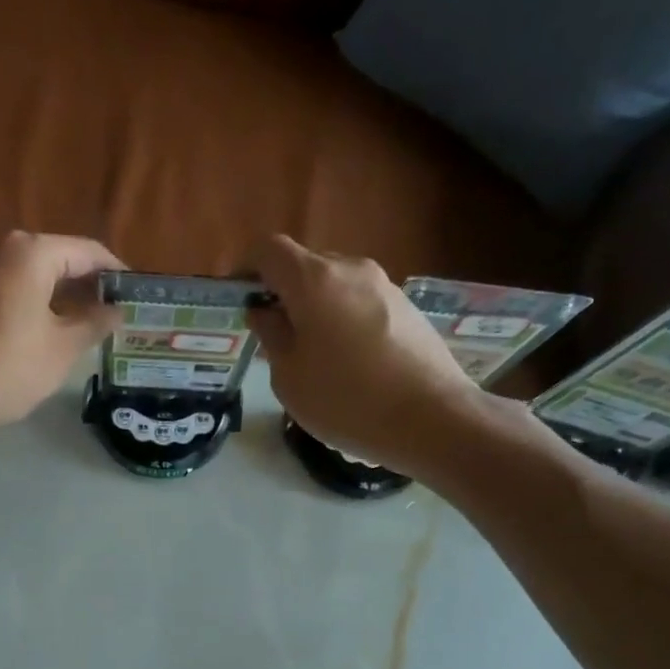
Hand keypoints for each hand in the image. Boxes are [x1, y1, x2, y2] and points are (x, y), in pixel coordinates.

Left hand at [0, 231, 122, 433]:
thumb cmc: (9, 366)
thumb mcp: (63, 348)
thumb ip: (94, 323)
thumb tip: (116, 311)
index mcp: (31, 253)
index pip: (88, 251)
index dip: (116, 273)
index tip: (136, 296)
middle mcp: (2, 250)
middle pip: (59, 260)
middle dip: (88, 286)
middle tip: (115, 315)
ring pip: (34, 277)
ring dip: (63, 298)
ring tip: (89, 328)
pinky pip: (12, 292)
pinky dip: (36, 306)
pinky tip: (50, 334)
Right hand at [246, 235, 480, 469]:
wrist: (432, 418)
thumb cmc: (346, 400)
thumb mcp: (289, 376)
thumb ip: (271, 335)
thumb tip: (264, 311)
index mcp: (314, 280)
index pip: (268, 250)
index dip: (246, 269)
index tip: (238, 300)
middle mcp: (351, 269)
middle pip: (304, 265)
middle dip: (281, 292)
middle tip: (272, 335)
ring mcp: (384, 285)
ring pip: (334, 285)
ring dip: (313, 308)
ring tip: (310, 354)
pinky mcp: (407, 307)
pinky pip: (360, 302)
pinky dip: (341, 320)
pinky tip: (347, 363)